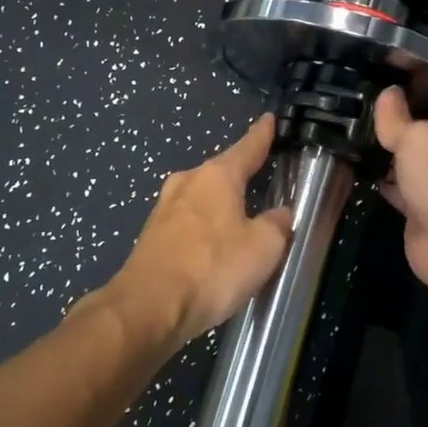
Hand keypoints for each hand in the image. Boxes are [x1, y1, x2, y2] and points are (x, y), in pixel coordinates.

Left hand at [107, 114, 292, 350]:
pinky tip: (211, 250)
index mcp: (217, 176)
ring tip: (237, 221)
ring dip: (218, 207)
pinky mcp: (150, 237)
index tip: (269, 120)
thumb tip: (278, 214)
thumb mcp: (263, 248)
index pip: (247, 148)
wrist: (149, 307)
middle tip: (258, 181)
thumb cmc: (212, 268)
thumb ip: (276, 225)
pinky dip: (202, 231)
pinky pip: (186, 224)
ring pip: (200, 199)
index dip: (261, 135)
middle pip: (220, 173)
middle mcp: (187, 183)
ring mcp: (164, 209)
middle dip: (238, 177)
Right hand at [373, 86, 427, 304]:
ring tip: (353, 153)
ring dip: (388, 170)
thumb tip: (388, 91)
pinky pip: (400, 200)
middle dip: (395, 146)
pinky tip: (362, 181)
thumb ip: (397, 118)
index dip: (405, 119)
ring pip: (409, 176)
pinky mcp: (423, 222)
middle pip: (420, 151)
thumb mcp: (416, 137)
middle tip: (356, 133)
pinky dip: (385, 192)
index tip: (374, 114)